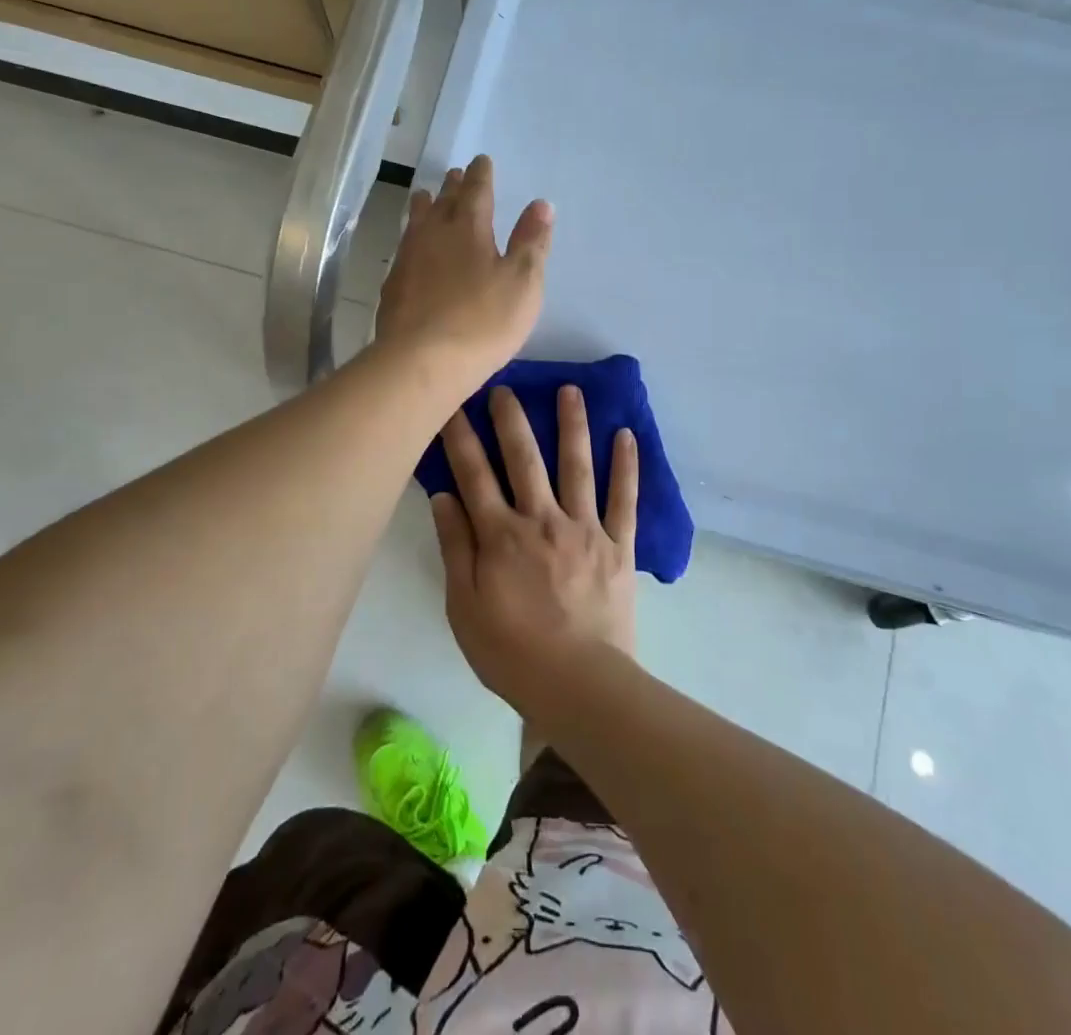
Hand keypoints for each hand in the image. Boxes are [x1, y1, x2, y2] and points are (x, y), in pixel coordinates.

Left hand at [375, 155, 552, 392]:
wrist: (421, 362)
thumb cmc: (483, 321)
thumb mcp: (523, 282)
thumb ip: (531, 242)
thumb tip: (541, 204)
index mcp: (468, 228)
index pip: (476, 191)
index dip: (481, 175)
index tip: (481, 161)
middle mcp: (433, 234)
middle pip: (442, 202)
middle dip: (452, 187)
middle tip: (454, 174)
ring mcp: (408, 260)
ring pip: (416, 222)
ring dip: (424, 207)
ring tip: (424, 196)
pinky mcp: (392, 288)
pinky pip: (404, 250)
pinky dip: (411, 240)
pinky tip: (411, 250)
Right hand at [430, 383, 638, 713]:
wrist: (578, 684)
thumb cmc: (510, 651)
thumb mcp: (463, 606)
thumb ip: (455, 547)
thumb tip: (443, 496)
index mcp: (501, 535)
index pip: (473, 475)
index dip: (460, 437)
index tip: (452, 404)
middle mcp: (542, 519)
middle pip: (524, 459)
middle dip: (511, 419)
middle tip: (505, 385)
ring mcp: (584, 529)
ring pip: (577, 466)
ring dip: (572, 425)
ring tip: (570, 390)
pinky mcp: (617, 546)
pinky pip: (624, 500)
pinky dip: (626, 467)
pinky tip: (626, 435)